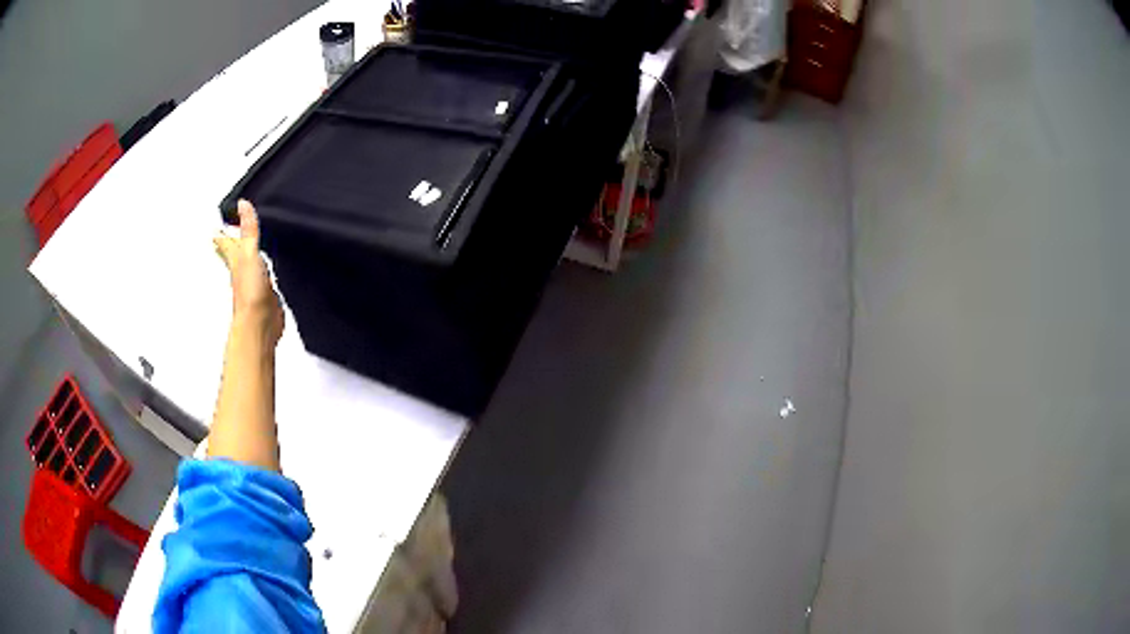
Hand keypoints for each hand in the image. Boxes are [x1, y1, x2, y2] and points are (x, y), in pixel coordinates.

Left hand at [213, 200, 283, 345]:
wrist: (260, 323)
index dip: (222, 233)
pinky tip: (268, 271)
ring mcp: (254, 283)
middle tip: (226, 235)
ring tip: (249, 248)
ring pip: (248, 265)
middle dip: (231, 244)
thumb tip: (243, 205)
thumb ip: (248, 229)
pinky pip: (265, 278)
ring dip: (247, 257)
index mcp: (235, 259)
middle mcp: (242, 271)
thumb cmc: (250, 292)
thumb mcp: (249, 253)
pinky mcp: (267, 294)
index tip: (218, 224)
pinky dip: (264, 272)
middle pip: (234, 254)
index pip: (226, 242)